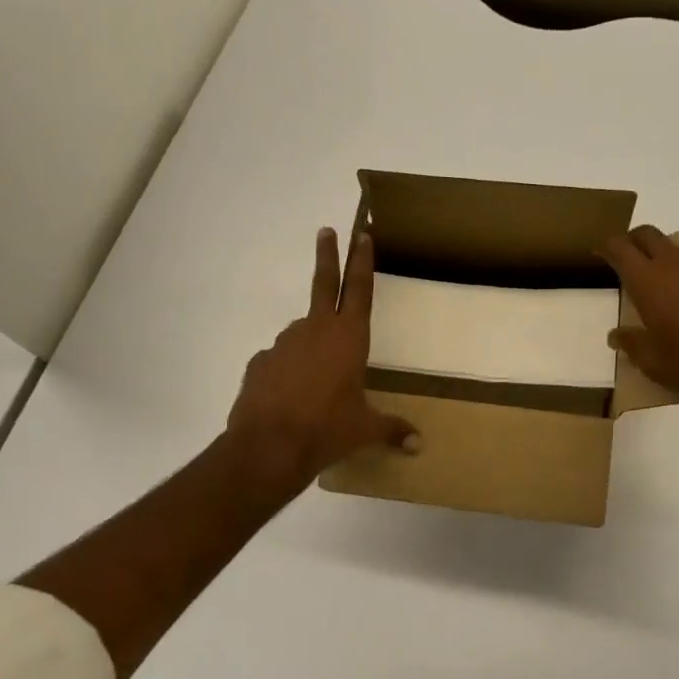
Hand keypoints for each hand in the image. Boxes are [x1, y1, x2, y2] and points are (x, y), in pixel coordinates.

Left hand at [227, 227, 418, 489]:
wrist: (268, 447)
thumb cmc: (327, 430)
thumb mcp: (364, 430)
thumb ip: (391, 430)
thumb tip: (418, 445)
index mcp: (348, 338)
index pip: (360, 290)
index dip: (362, 261)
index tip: (362, 235)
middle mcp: (315, 330)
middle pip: (324, 284)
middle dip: (328, 256)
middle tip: (325, 231)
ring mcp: (283, 343)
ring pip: (302, 334)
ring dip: (311, 346)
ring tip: (316, 383)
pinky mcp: (260, 362)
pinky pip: (281, 361)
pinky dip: (288, 371)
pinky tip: (290, 396)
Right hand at [599, 226, 678, 430]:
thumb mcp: (654, 364)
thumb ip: (632, 343)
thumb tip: (617, 335)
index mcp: (648, 282)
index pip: (619, 248)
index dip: (607, 247)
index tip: (603, 254)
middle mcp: (677, 261)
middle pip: (648, 235)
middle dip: (637, 243)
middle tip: (636, 262)